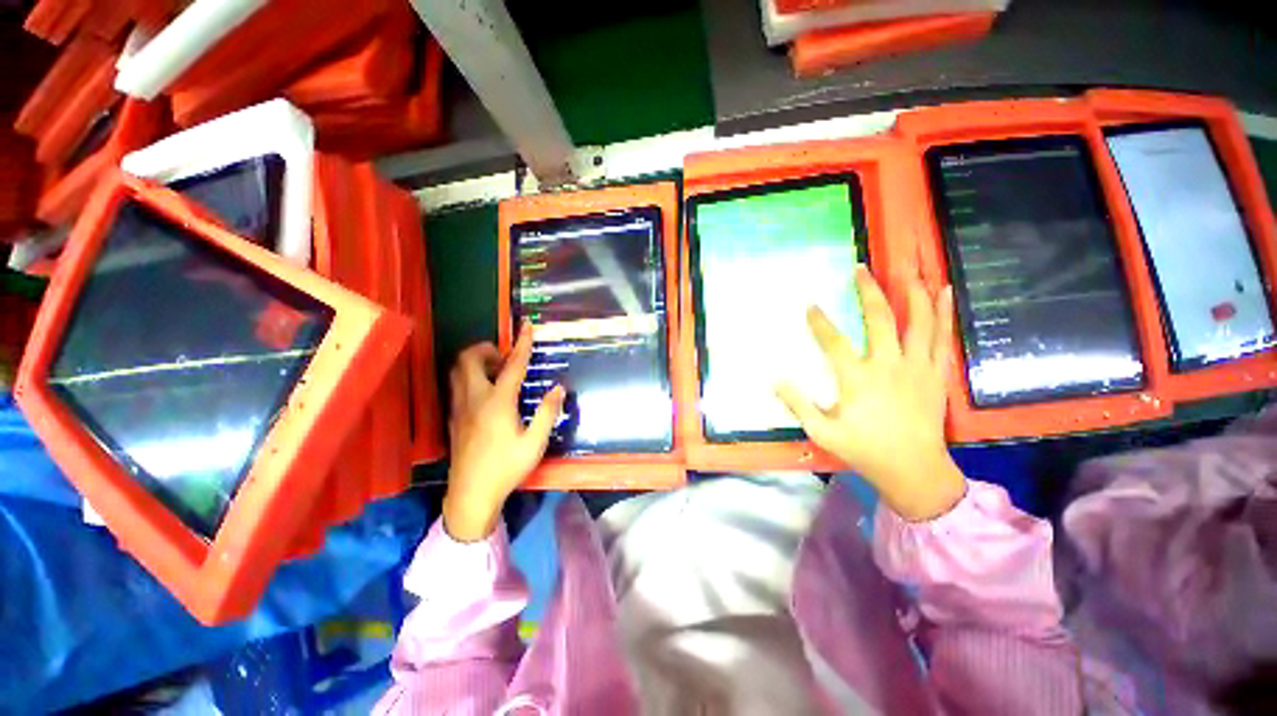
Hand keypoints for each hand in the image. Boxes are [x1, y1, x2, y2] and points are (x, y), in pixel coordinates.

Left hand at [443, 324, 564, 541]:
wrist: (471, 495)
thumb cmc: (506, 468)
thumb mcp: (535, 443)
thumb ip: (548, 413)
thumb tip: (559, 388)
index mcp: (498, 402)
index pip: (512, 365)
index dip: (522, 343)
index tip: (527, 324)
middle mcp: (474, 399)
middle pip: (468, 359)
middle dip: (485, 349)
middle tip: (504, 358)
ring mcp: (459, 408)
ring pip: (456, 371)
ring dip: (473, 362)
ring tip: (495, 372)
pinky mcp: (452, 418)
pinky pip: (455, 385)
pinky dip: (468, 377)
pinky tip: (484, 393)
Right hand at [776, 267, 965, 521]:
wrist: (914, 470)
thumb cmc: (864, 449)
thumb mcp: (822, 432)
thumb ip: (798, 404)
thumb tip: (774, 379)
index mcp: (858, 379)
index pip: (833, 342)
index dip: (819, 321)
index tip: (809, 304)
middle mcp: (889, 366)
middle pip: (880, 319)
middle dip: (868, 291)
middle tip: (861, 269)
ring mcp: (917, 367)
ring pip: (918, 321)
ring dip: (911, 292)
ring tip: (906, 269)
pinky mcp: (936, 373)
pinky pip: (941, 337)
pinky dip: (944, 312)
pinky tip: (944, 291)